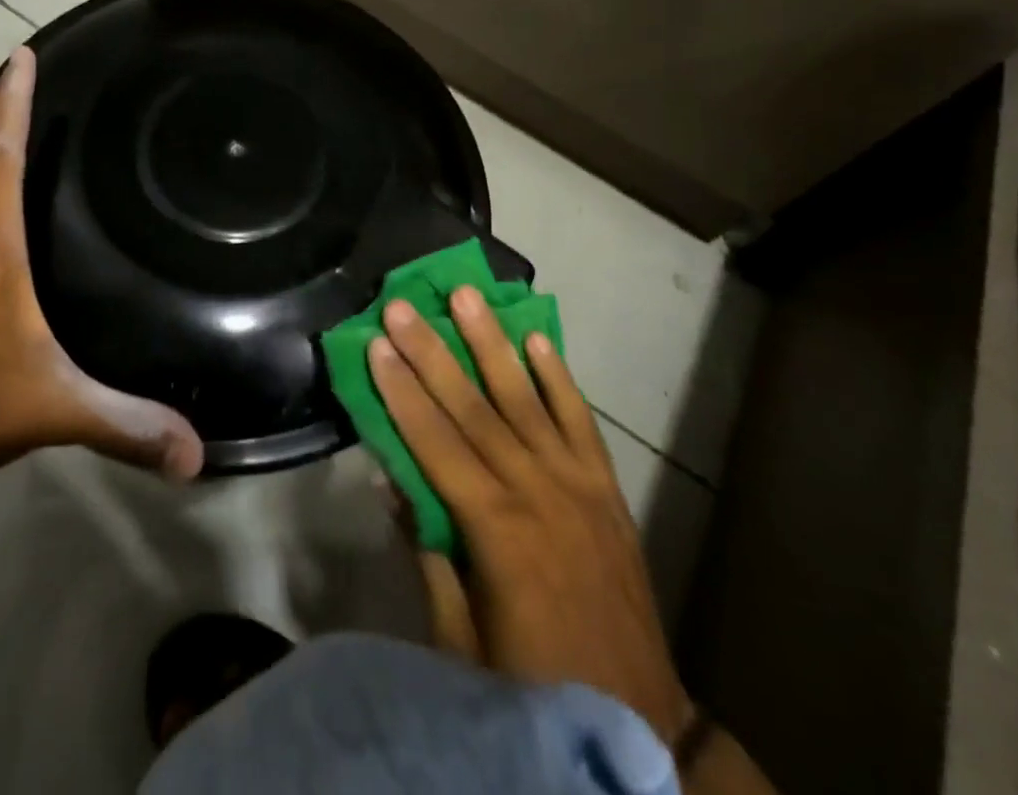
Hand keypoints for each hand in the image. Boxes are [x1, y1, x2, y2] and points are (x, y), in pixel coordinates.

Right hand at [369, 288, 691, 740]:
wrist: (640, 721)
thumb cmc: (534, 687)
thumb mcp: (461, 638)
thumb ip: (429, 551)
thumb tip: (392, 478)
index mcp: (496, 531)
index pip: (436, 444)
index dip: (402, 393)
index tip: (376, 345)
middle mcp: (536, 491)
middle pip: (474, 407)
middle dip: (433, 352)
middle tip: (403, 305)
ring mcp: (577, 483)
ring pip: (525, 398)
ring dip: (491, 342)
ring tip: (467, 295)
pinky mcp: (607, 486)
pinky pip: (579, 419)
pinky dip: (557, 376)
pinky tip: (536, 338)